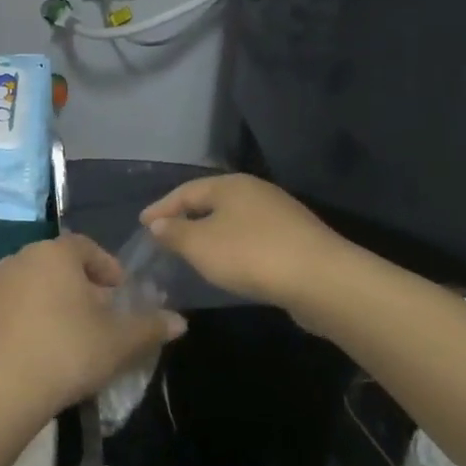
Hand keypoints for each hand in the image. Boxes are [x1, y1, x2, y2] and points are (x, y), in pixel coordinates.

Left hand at [0, 233, 187, 419]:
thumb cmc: (70, 351)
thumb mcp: (120, 341)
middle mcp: (23, 257)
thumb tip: (179, 321)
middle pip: (56, 261)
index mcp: (57, 253)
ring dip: (43, 290)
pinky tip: (8, 316)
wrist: (8, 386)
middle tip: (96, 312)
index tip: (121, 292)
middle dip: (77, 280)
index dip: (107, 266)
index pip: (87, 247)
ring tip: (60, 321)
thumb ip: (150, 326)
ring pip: (25, 274)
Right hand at [140, 174, 352, 321]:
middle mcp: (256, 192)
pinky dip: (234, 247)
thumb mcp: (200, 245)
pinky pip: (253, 238)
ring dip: (211, 233)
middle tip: (165, 234)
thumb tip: (159, 224)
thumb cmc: (250, 254)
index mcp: (229, 185)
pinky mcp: (297, 240)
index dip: (161, 208)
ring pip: (234, 220)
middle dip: (187, 217)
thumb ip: (174, 233)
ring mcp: (280, 214)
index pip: (185, 191)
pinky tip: (230, 264)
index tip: (142, 223)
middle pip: (212, 202)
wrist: (323, 280)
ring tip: (194, 250)